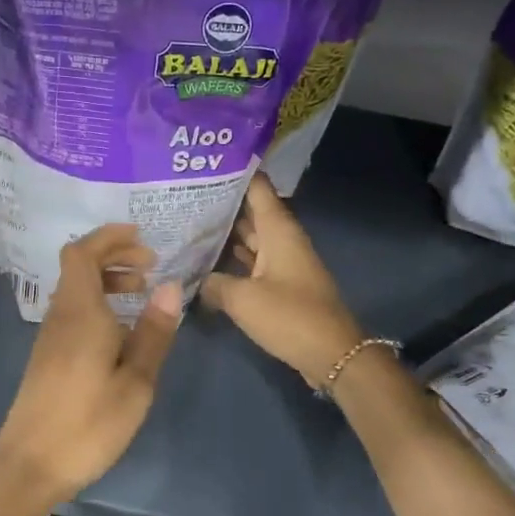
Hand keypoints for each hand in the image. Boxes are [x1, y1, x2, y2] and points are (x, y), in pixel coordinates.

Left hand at [0, 224, 181, 502]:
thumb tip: (170, 286)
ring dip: (107, 281)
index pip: (83, 253)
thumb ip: (154, 332)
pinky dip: (98, 304)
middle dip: (114, 256)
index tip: (142, 238)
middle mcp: (60, 315)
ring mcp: (50, 336)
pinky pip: (74, 311)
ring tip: (141, 292)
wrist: (30, 466)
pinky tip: (121, 330)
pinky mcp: (48, 356)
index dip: (110, 238)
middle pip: (79, 266)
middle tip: (150, 266)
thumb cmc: (88, 424)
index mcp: (80, 312)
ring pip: (76, 289)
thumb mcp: (136, 382)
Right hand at [202, 174, 363, 386]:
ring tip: (187, 223)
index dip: (234, 171)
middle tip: (183, 195)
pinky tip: (206, 262)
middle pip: (250, 212)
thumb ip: (213, 284)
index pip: (257, 187)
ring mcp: (283, 262)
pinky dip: (232, 260)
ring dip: (224, 233)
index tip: (206, 162)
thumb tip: (194, 280)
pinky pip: (252, 263)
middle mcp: (282, 239)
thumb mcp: (242, 299)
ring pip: (250, 239)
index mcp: (278, 230)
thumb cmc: (289, 316)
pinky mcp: (282, 285)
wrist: (332, 354)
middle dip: (221, 204)